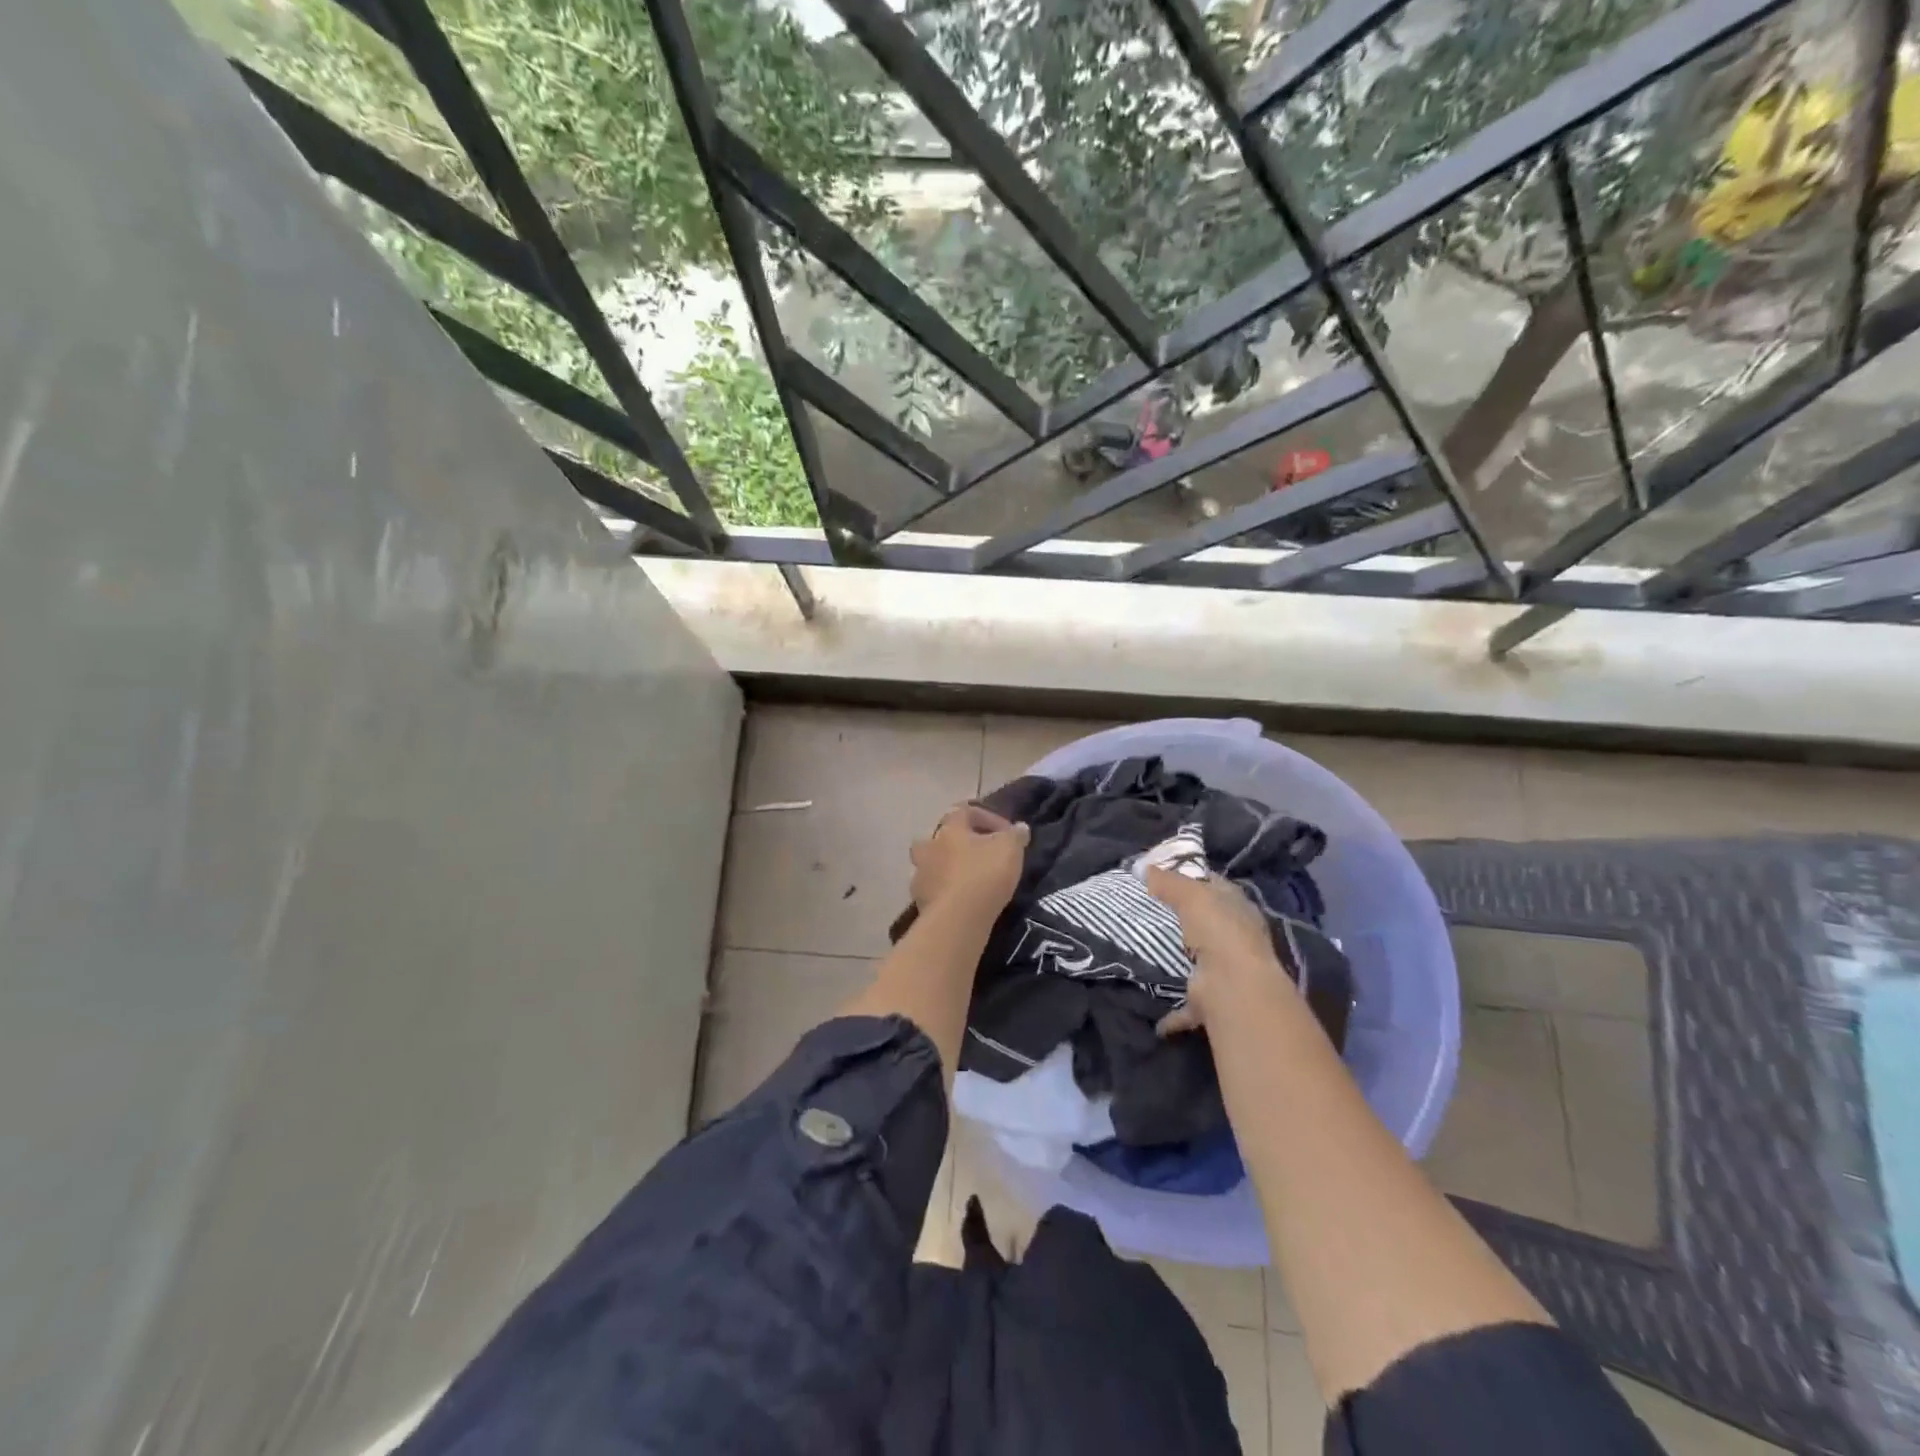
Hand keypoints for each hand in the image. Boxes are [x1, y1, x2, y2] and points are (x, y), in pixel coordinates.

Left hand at [910, 804, 1028, 914]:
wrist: (957, 919)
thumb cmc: (984, 875)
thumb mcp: (1010, 849)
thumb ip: (1015, 835)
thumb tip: (1019, 828)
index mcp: (949, 829)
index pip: (965, 811)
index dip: (988, 818)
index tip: (1007, 833)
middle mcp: (929, 847)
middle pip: (940, 838)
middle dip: (959, 843)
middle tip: (980, 855)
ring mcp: (920, 876)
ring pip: (933, 865)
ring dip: (949, 869)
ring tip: (971, 882)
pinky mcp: (920, 902)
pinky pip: (934, 891)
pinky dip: (946, 893)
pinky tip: (963, 903)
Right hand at [1145, 865, 1286, 1034]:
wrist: (1233, 985)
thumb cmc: (1218, 931)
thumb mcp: (1191, 895)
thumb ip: (1169, 882)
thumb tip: (1145, 867)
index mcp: (1237, 908)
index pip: (1217, 886)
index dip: (1196, 879)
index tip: (1169, 876)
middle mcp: (1237, 938)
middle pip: (1212, 923)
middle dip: (1191, 919)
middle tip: (1156, 912)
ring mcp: (1228, 971)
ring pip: (1204, 962)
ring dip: (1186, 962)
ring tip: (1157, 956)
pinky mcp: (1215, 1001)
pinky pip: (1190, 1007)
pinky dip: (1175, 1015)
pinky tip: (1157, 1019)